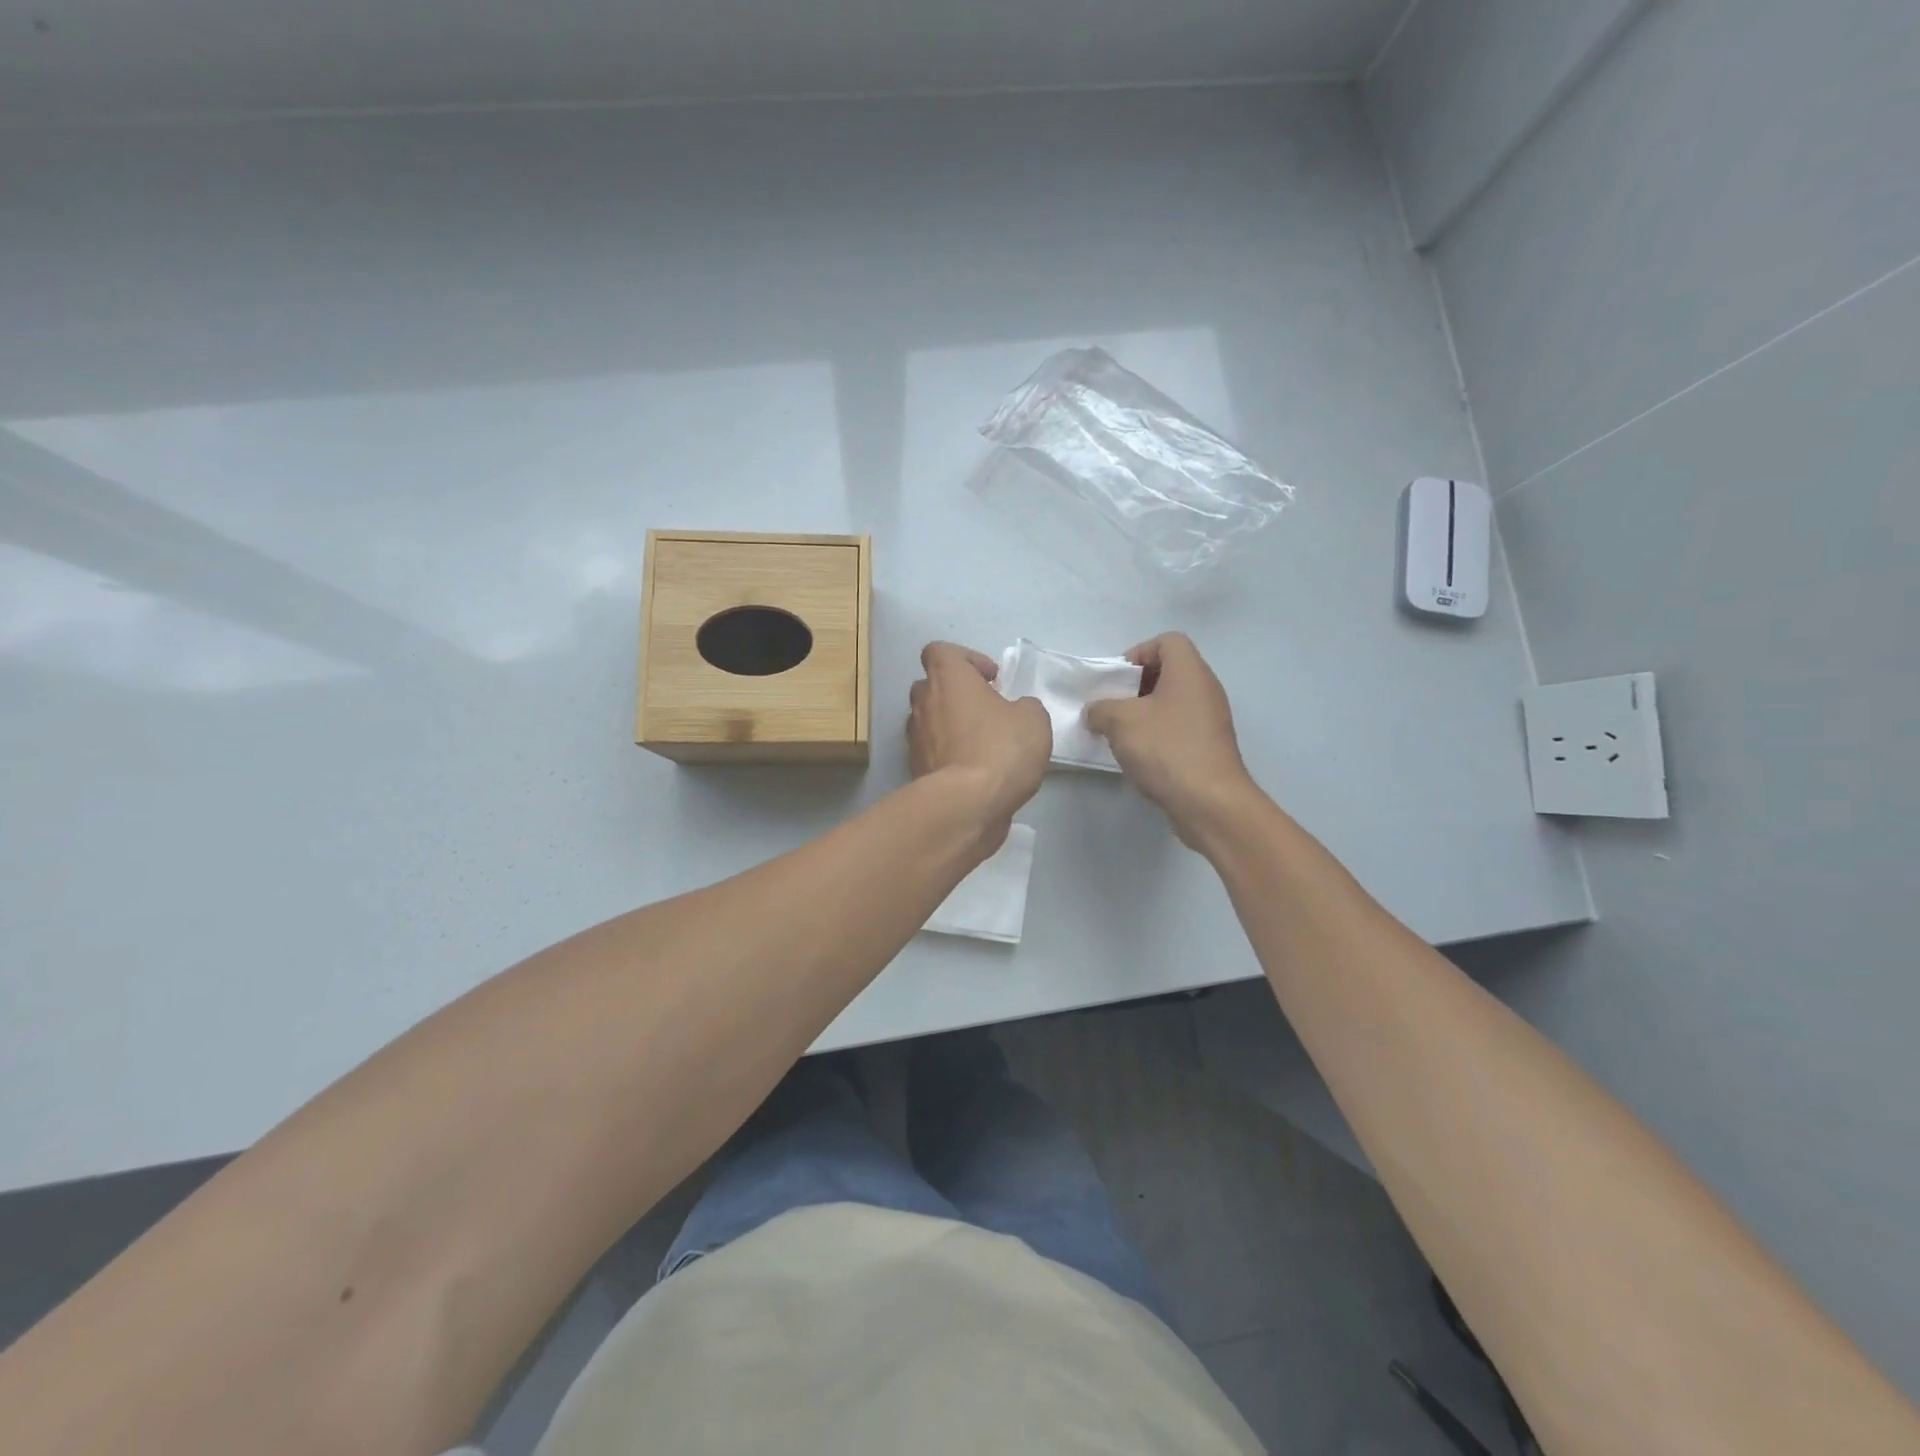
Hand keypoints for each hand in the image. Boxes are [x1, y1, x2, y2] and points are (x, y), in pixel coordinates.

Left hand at [907, 642, 1051, 827]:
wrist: (967, 805)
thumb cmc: (1000, 749)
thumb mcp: (1033, 719)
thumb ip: (1024, 706)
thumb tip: (1016, 711)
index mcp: (948, 678)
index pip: (940, 651)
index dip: (966, 660)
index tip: (991, 679)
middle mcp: (924, 703)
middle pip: (931, 686)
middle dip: (956, 694)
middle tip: (986, 710)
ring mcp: (915, 738)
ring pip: (929, 720)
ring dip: (950, 725)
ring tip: (981, 743)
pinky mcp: (915, 769)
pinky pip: (932, 752)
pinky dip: (948, 755)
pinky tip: (974, 771)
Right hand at [1084, 633, 1260, 846]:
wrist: (1209, 802)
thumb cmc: (1166, 749)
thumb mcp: (1119, 721)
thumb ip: (1100, 709)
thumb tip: (1096, 712)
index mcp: (1189, 672)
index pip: (1168, 641)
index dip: (1139, 652)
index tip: (1117, 679)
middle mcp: (1205, 689)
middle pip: (1169, 672)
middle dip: (1136, 686)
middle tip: (1113, 706)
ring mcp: (1211, 720)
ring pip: (1173, 703)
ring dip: (1144, 713)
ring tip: (1120, 734)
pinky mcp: (1209, 748)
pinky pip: (1179, 728)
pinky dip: (1158, 735)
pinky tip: (1139, 757)